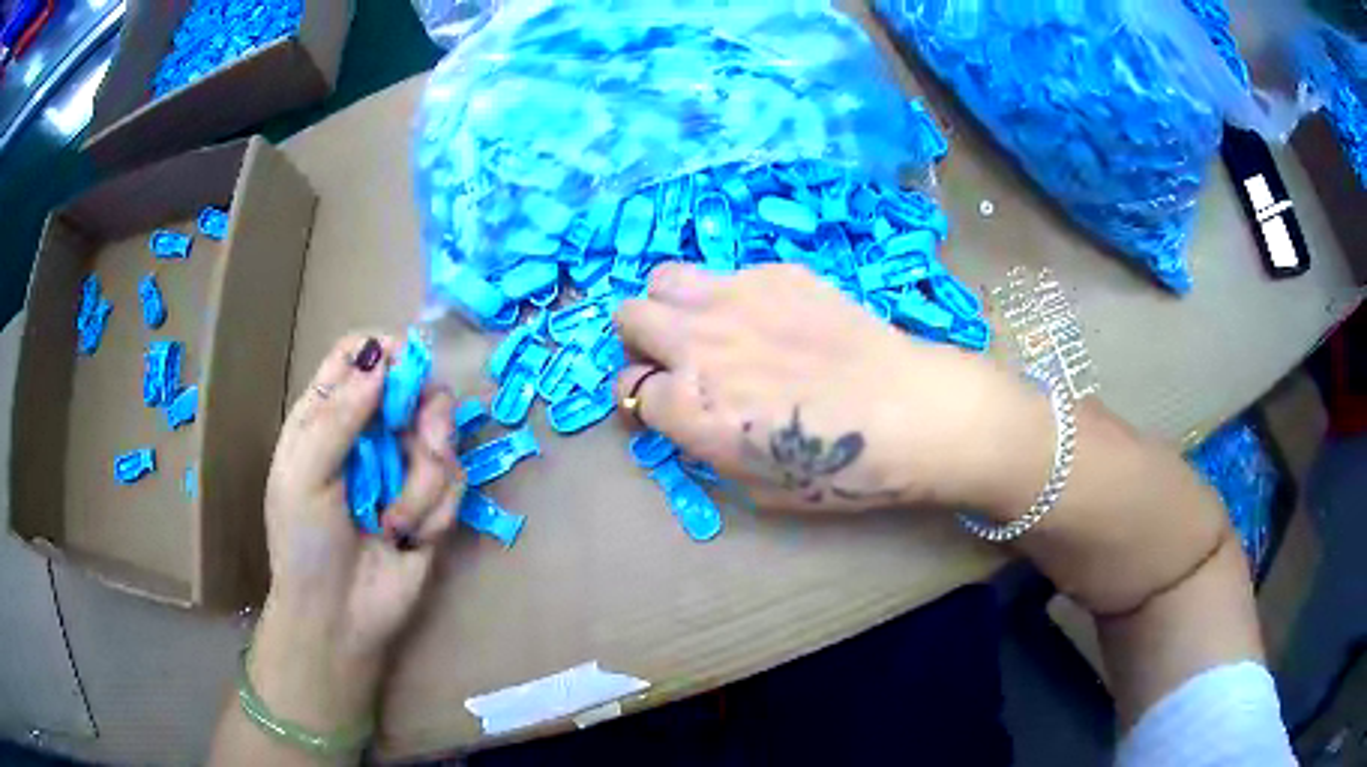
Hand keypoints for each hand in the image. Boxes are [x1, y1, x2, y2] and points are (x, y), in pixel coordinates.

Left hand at [251, 333, 464, 733]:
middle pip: (415, 386)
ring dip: (425, 484)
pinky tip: (410, 538)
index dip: (386, 351)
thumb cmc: (305, 543)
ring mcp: (404, 466)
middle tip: (426, 446)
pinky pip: (455, 482)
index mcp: (328, 415)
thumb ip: (339, 416)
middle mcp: (370, 432)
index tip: (407, 371)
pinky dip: (434, 511)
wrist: (340, 618)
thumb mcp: (305, 475)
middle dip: (428, 418)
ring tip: (398, 523)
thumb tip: (382, 357)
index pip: (359, 354)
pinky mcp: (434, 501)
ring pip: (442, 437)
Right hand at [614, 264, 1052, 514]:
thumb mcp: (755, 487)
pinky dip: (733, 297)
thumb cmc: (840, 470)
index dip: (646, 401)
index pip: (630, 391)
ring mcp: (735, 298)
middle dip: (640, 341)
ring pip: (665, 280)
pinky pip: (730, 274)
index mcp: (689, 408)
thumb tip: (689, 420)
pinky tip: (774, 319)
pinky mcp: (776, 273)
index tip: (665, 404)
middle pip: (629, 318)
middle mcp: (697, 343)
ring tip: (705, 324)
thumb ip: (705, 450)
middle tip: (673, 357)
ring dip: (672, 304)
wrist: (909, 412)